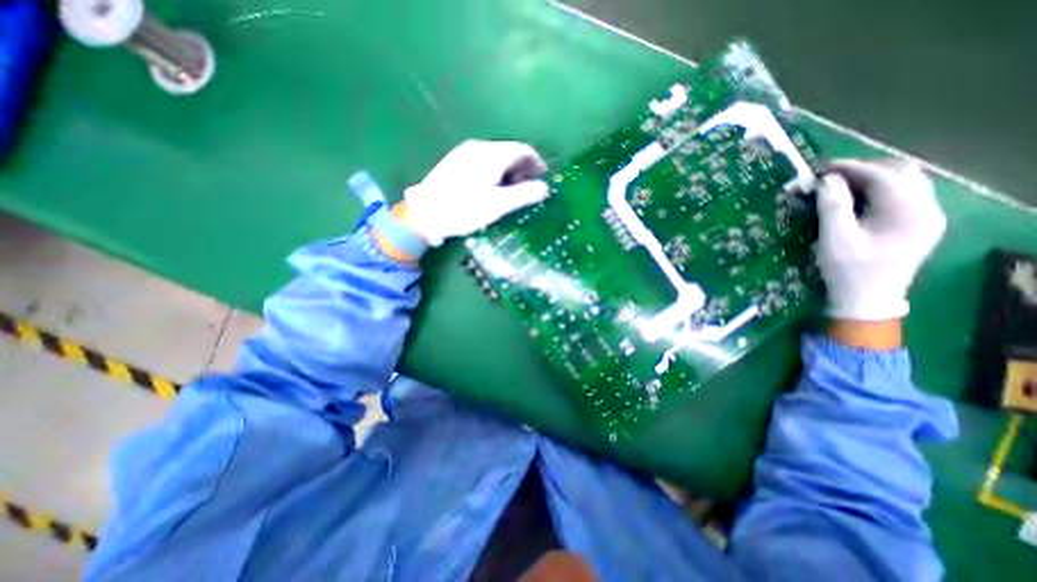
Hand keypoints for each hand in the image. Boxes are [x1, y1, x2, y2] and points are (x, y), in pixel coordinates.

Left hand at [403, 138, 549, 245]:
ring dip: (509, 170)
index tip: (542, 177)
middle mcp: (479, 147)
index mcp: (492, 155)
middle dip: (523, 168)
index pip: (523, 150)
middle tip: (528, 187)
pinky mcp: (455, 161)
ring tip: (511, 190)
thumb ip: (524, 195)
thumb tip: (545, 188)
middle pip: (509, 152)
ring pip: (496, 156)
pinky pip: (483, 161)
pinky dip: (495, 171)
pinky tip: (491, 187)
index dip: (536, 162)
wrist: (425, 213)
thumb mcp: (498, 205)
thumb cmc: (464, 209)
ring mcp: (464, 153)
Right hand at [819, 157, 944, 327]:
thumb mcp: (834, 239)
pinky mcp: (917, 223)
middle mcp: (927, 208)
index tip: (820, 168)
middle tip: (828, 177)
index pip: (883, 176)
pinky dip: (876, 190)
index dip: (850, 168)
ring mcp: (926, 216)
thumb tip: (826, 180)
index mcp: (909, 213)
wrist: (866, 299)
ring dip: (870, 179)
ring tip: (838, 185)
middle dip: (862, 170)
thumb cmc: (847, 271)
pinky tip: (854, 199)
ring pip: (904, 182)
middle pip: (900, 173)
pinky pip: (902, 195)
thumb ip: (832, 207)